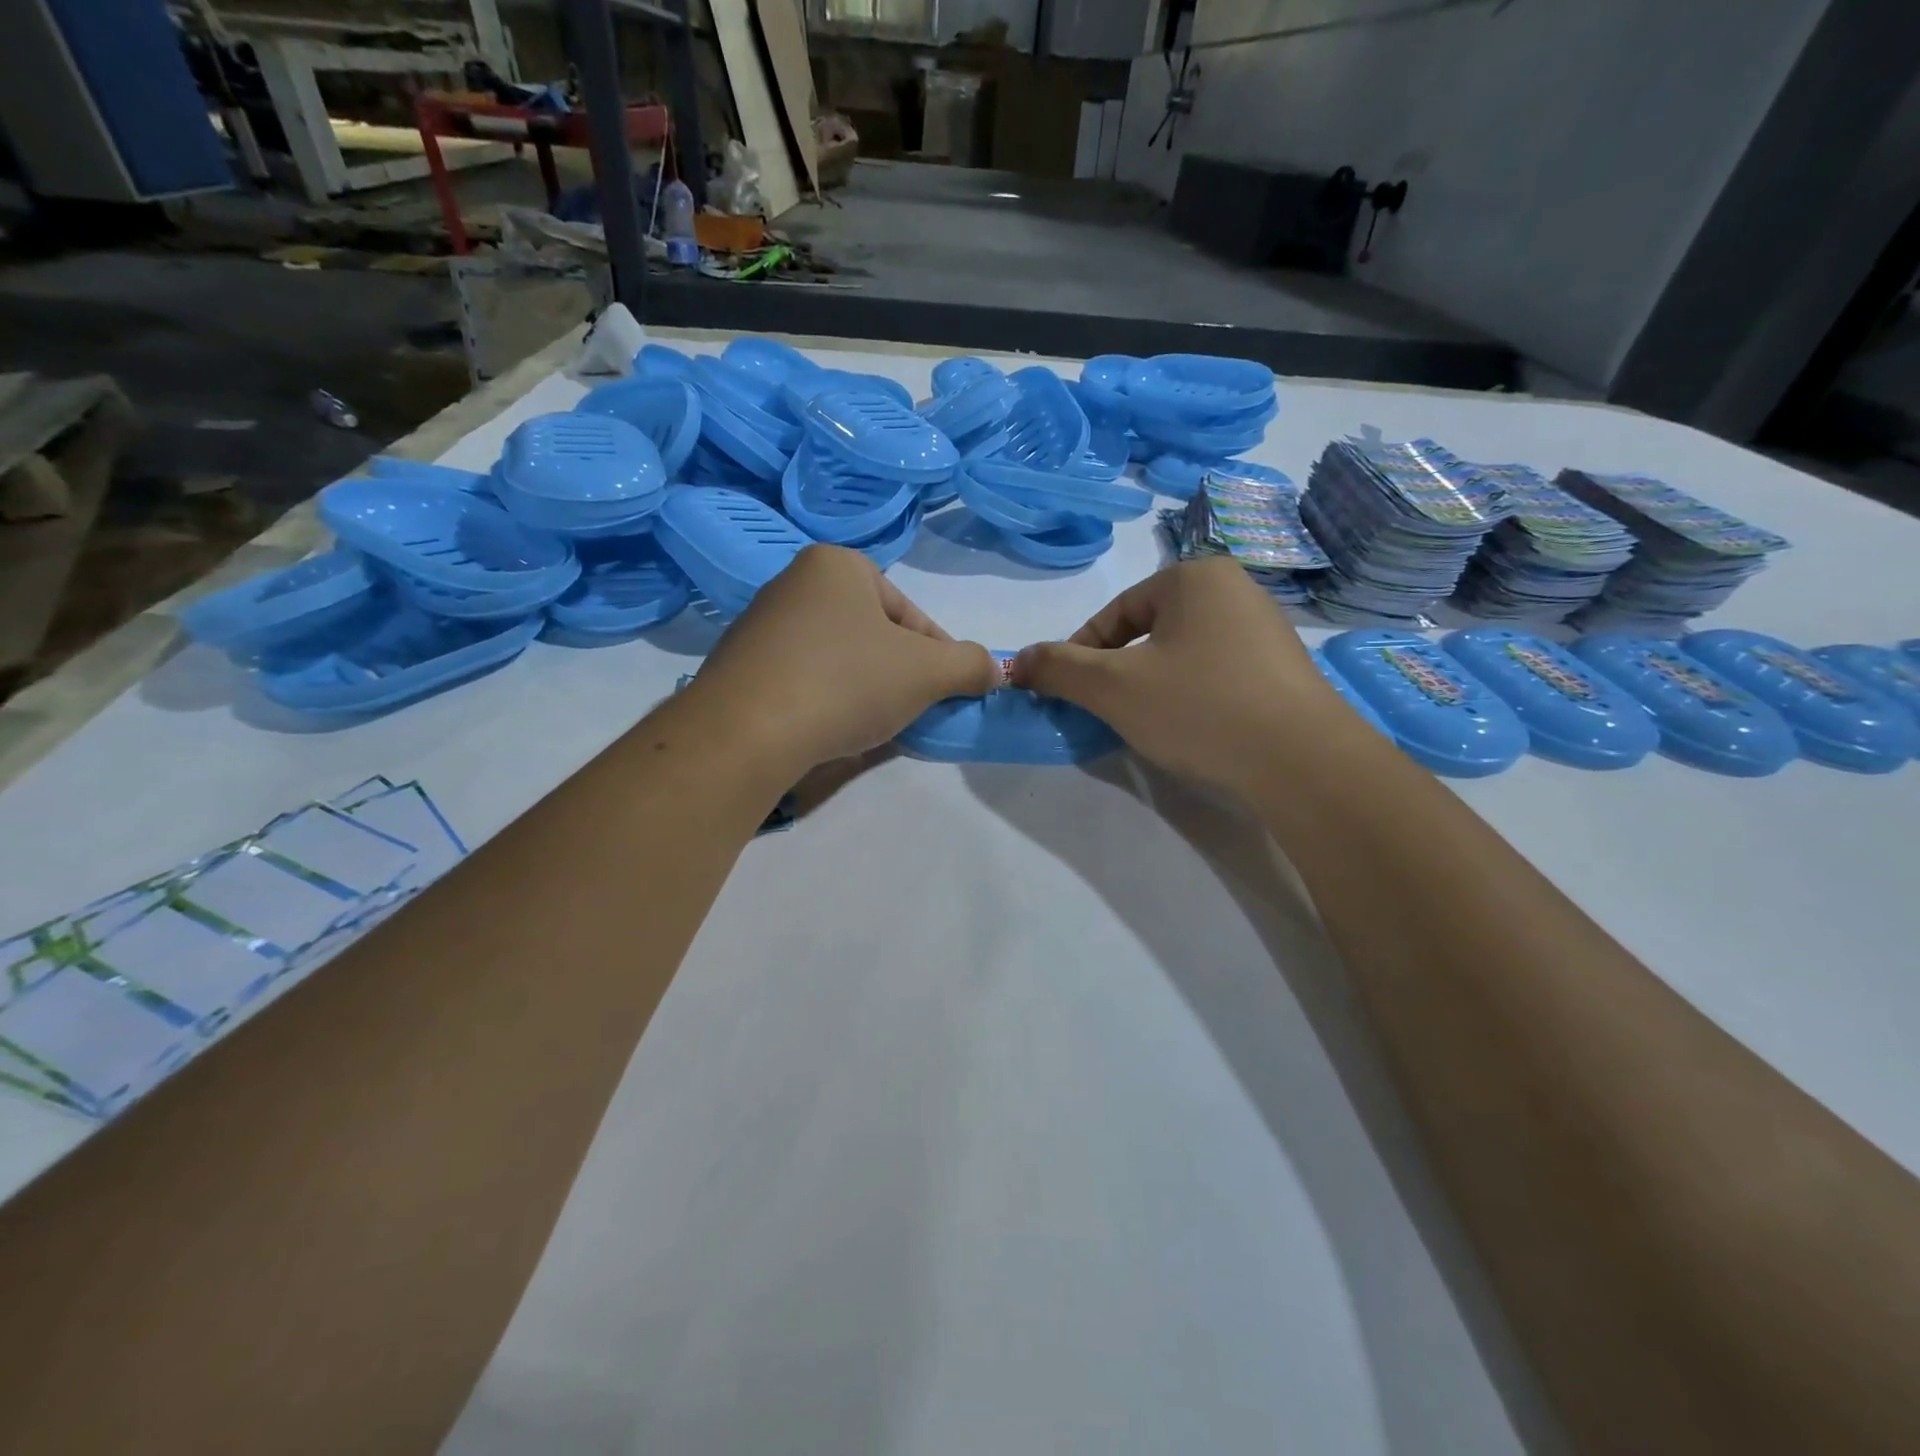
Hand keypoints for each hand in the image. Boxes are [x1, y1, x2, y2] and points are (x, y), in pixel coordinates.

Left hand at [687, 545, 998, 777]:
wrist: (744, 733)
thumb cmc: (845, 683)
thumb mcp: (927, 673)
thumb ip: (970, 665)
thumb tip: (994, 670)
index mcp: (838, 565)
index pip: (911, 615)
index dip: (939, 658)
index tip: (946, 694)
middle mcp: (794, 582)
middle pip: (874, 635)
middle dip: (900, 675)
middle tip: (911, 713)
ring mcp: (760, 625)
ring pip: (839, 659)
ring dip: (865, 690)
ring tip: (871, 726)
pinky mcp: (740, 666)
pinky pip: (802, 679)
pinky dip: (825, 701)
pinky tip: (829, 730)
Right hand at [1010, 557, 1351, 794]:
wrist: (1304, 762)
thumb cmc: (1200, 708)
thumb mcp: (1113, 687)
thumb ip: (1057, 668)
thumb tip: (1015, 661)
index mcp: (1194, 577)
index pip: (1115, 613)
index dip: (1081, 655)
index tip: (1069, 694)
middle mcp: (1235, 589)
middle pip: (1149, 631)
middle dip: (1120, 671)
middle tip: (1108, 712)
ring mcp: (1266, 629)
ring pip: (1182, 653)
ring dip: (1154, 685)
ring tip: (1151, 724)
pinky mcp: (1284, 669)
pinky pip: (1217, 672)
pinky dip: (1192, 696)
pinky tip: (1195, 729)